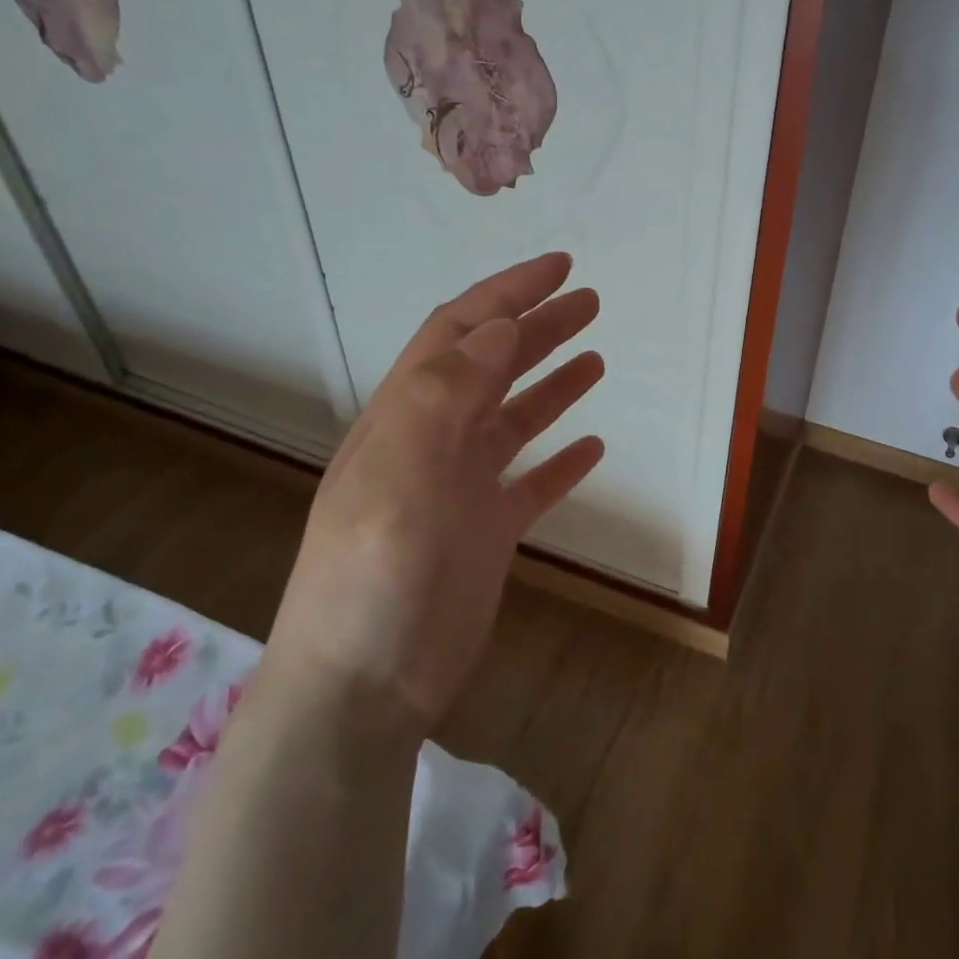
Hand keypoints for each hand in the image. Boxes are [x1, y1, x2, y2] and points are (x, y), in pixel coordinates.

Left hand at [264, 252, 604, 728]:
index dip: (507, 294)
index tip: (558, 268)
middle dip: (538, 327)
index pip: (460, 333)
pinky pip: (532, 483)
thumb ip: (446, 395)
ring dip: (552, 382)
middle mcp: (435, 440)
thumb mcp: (399, 474)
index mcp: (407, 415)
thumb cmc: (373, 577)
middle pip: (493, 366)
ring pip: (515, 418)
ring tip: (596, 356)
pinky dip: (560, 461)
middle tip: (590, 301)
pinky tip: (592, 446)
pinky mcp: (487, 532)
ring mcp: (463, 487)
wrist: (361, 690)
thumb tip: (498, 326)